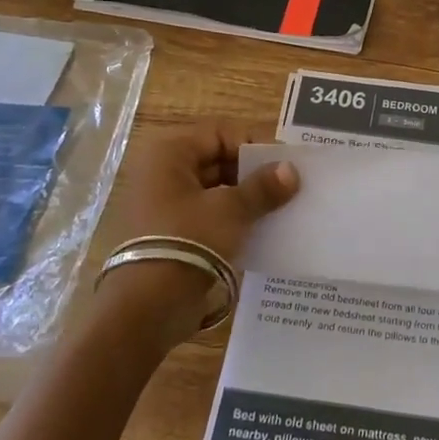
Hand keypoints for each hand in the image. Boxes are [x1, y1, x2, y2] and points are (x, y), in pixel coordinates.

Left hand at [90, 122, 298, 351]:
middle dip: (253, 173)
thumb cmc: (188, 241)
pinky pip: (208, 214)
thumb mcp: (231, 209)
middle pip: (217, 158)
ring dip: (245, 197)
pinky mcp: (170, 232)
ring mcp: (163, 203)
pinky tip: (260, 229)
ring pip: (215, 188)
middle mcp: (162, 171)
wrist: (147, 306)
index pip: (221, 133)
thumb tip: (291, 170)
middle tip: (287, 188)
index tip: (285, 165)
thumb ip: (263, 187)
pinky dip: (232, 218)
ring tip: (279, 209)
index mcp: (170, 153)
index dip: (255, 145)